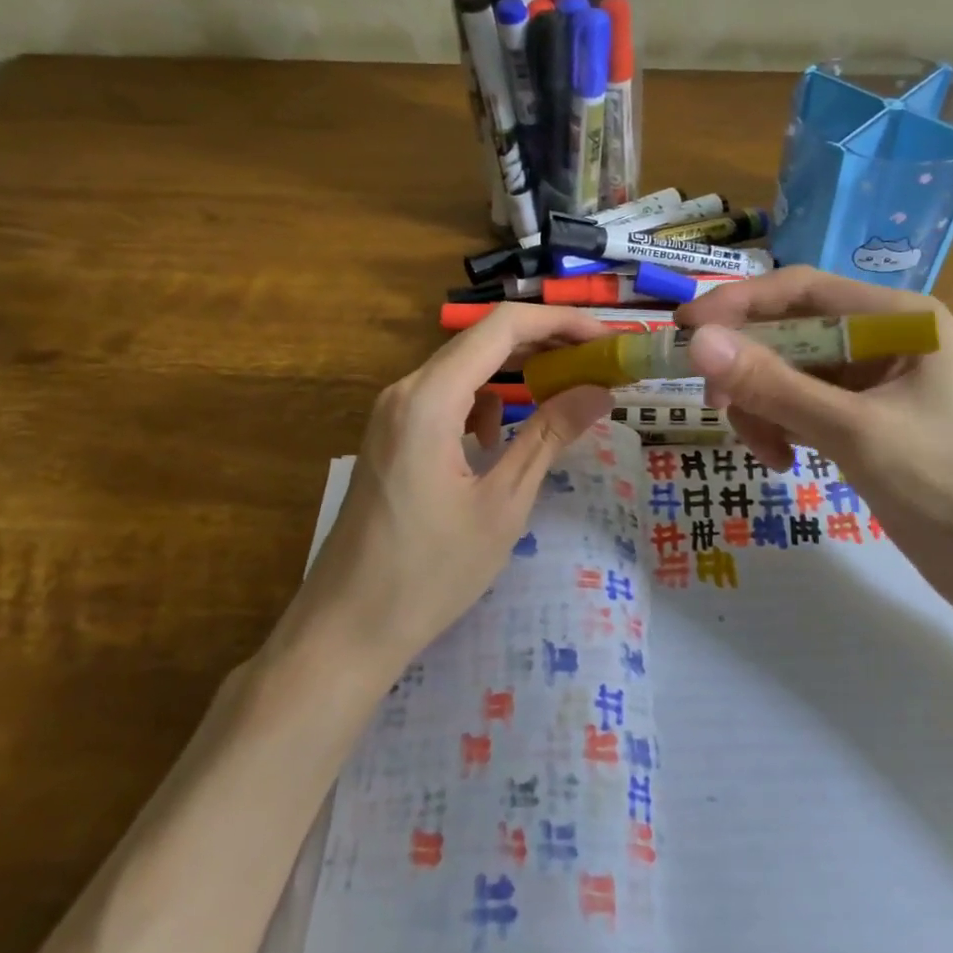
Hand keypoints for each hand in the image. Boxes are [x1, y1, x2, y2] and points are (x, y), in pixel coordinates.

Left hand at [286, 305, 615, 675]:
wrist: (346, 629)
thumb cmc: (430, 572)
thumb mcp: (503, 503)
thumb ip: (549, 436)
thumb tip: (598, 392)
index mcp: (430, 399)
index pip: (503, 327)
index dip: (560, 323)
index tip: (606, 340)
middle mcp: (405, 390)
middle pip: (482, 341)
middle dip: (544, 345)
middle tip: (597, 364)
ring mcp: (391, 412)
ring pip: (463, 369)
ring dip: (514, 374)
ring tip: (561, 394)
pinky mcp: (389, 436)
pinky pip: (444, 398)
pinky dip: (482, 403)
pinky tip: (497, 440)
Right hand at [676, 268, 952, 629]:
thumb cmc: (949, 488)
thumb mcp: (854, 432)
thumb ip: (774, 386)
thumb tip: (698, 343)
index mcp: (898, 318)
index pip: (800, 290)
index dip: (738, 304)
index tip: (684, 330)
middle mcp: (884, 338)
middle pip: (790, 332)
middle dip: (749, 368)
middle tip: (716, 404)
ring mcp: (874, 382)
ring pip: (789, 374)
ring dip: (764, 406)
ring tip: (766, 452)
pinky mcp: (865, 421)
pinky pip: (803, 407)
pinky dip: (782, 427)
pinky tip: (783, 461)